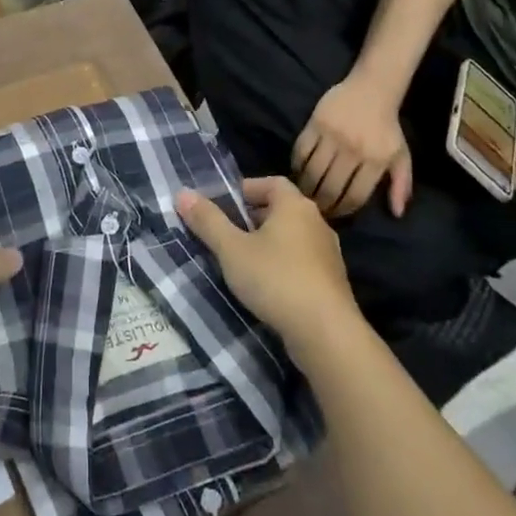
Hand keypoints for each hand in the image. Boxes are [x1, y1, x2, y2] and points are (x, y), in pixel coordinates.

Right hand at [176, 177, 360, 359]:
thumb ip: (208, 221)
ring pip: (292, 237)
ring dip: (269, 243)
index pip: (272, 182)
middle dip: (253, 217)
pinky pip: (302, 261)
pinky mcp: (332, 282)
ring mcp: (328, 253)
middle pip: (282, 209)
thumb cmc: (276, 279)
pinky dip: (283, 264)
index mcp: (294, 206)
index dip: (247, 188)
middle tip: (228, 232)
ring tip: (243, 260)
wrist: (326, 333)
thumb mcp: (232, 249)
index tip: (225, 204)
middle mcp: (317, 222)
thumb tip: (182, 193)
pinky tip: (267, 285)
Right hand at [294, 73, 412, 218]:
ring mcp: (332, 136)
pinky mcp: (315, 123)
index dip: (342, 209)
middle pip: (331, 187)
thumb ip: (401, 185)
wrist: (372, 89)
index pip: (354, 195)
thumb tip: (396, 213)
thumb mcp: (401, 155)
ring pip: (313, 171)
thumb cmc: (387, 126)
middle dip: (321, 203)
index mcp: (376, 160)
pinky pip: (301, 150)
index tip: (335, 214)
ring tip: (304, 193)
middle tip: (315, 208)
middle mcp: (353, 150)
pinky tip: (297, 170)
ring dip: (306, 186)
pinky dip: (297, 164)